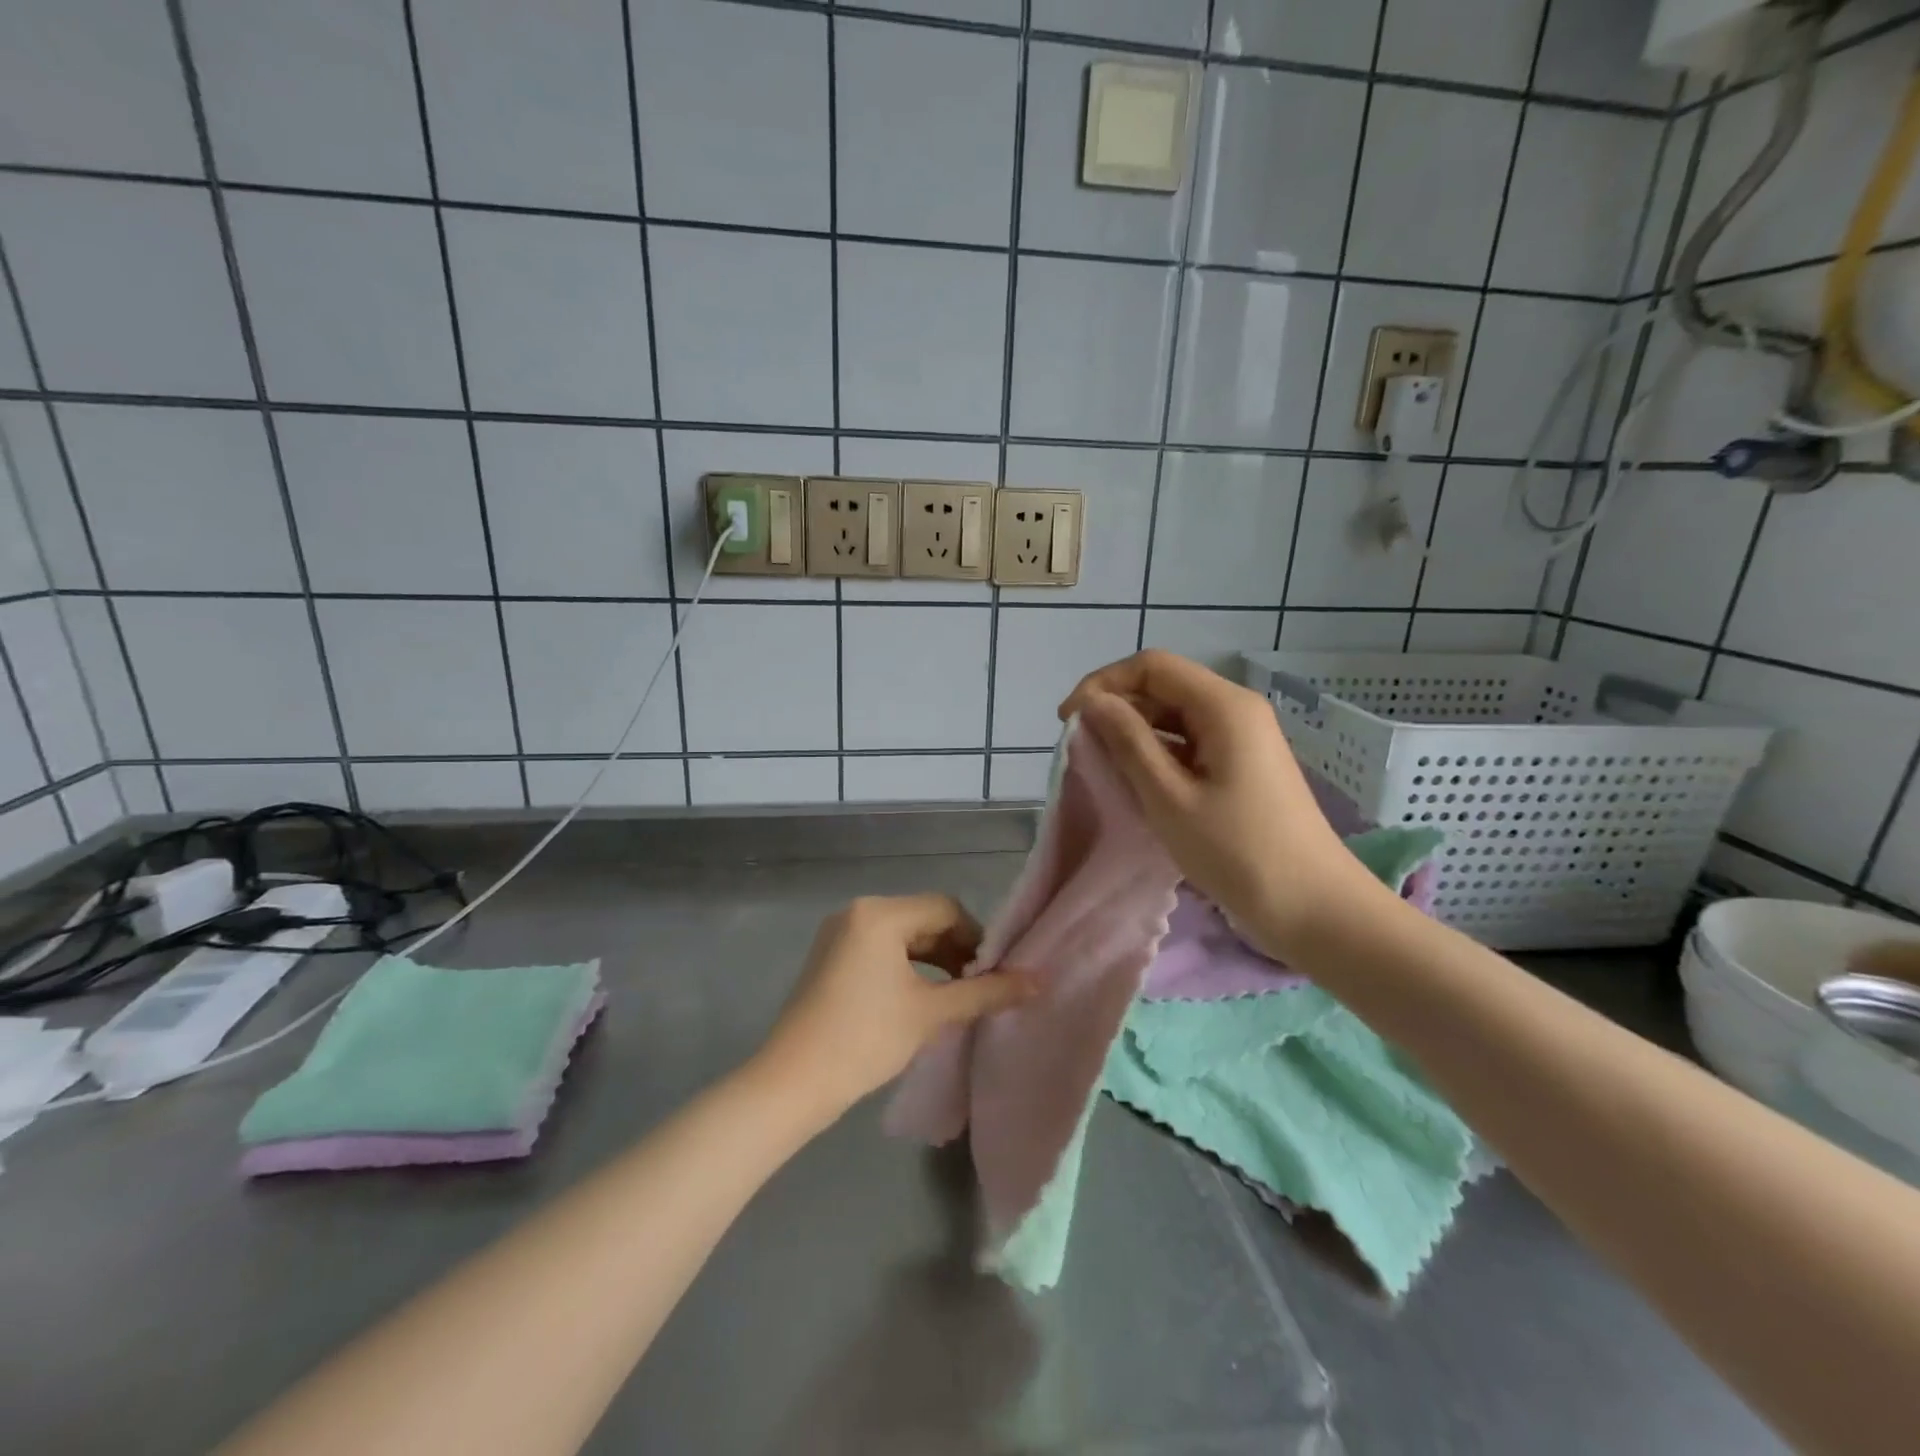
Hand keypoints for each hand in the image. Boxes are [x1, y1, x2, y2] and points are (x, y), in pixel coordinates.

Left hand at [753, 895, 1035, 1122]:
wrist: (792, 1083)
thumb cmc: (865, 1039)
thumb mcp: (931, 1013)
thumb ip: (985, 993)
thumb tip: (1038, 981)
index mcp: (880, 913)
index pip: (945, 909)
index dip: (976, 938)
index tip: (994, 974)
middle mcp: (857, 912)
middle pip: (922, 919)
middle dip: (955, 950)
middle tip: (978, 987)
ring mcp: (839, 934)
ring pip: (901, 935)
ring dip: (932, 960)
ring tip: (954, 996)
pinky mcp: (830, 957)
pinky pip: (879, 949)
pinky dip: (905, 967)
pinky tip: (920, 998)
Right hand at [1060, 651, 1390, 958]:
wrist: (1315, 909)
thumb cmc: (1238, 852)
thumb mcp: (1170, 797)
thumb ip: (1128, 742)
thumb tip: (1092, 703)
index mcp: (1224, 706)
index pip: (1152, 666)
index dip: (1103, 684)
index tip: (1068, 721)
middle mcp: (1236, 710)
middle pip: (1165, 687)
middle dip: (1117, 708)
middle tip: (1081, 749)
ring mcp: (1243, 738)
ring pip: (1176, 716)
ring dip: (1135, 733)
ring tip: (1104, 767)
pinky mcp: (1243, 765)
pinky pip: (1191, 743)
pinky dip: (1159, 754)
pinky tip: (1138, 782)